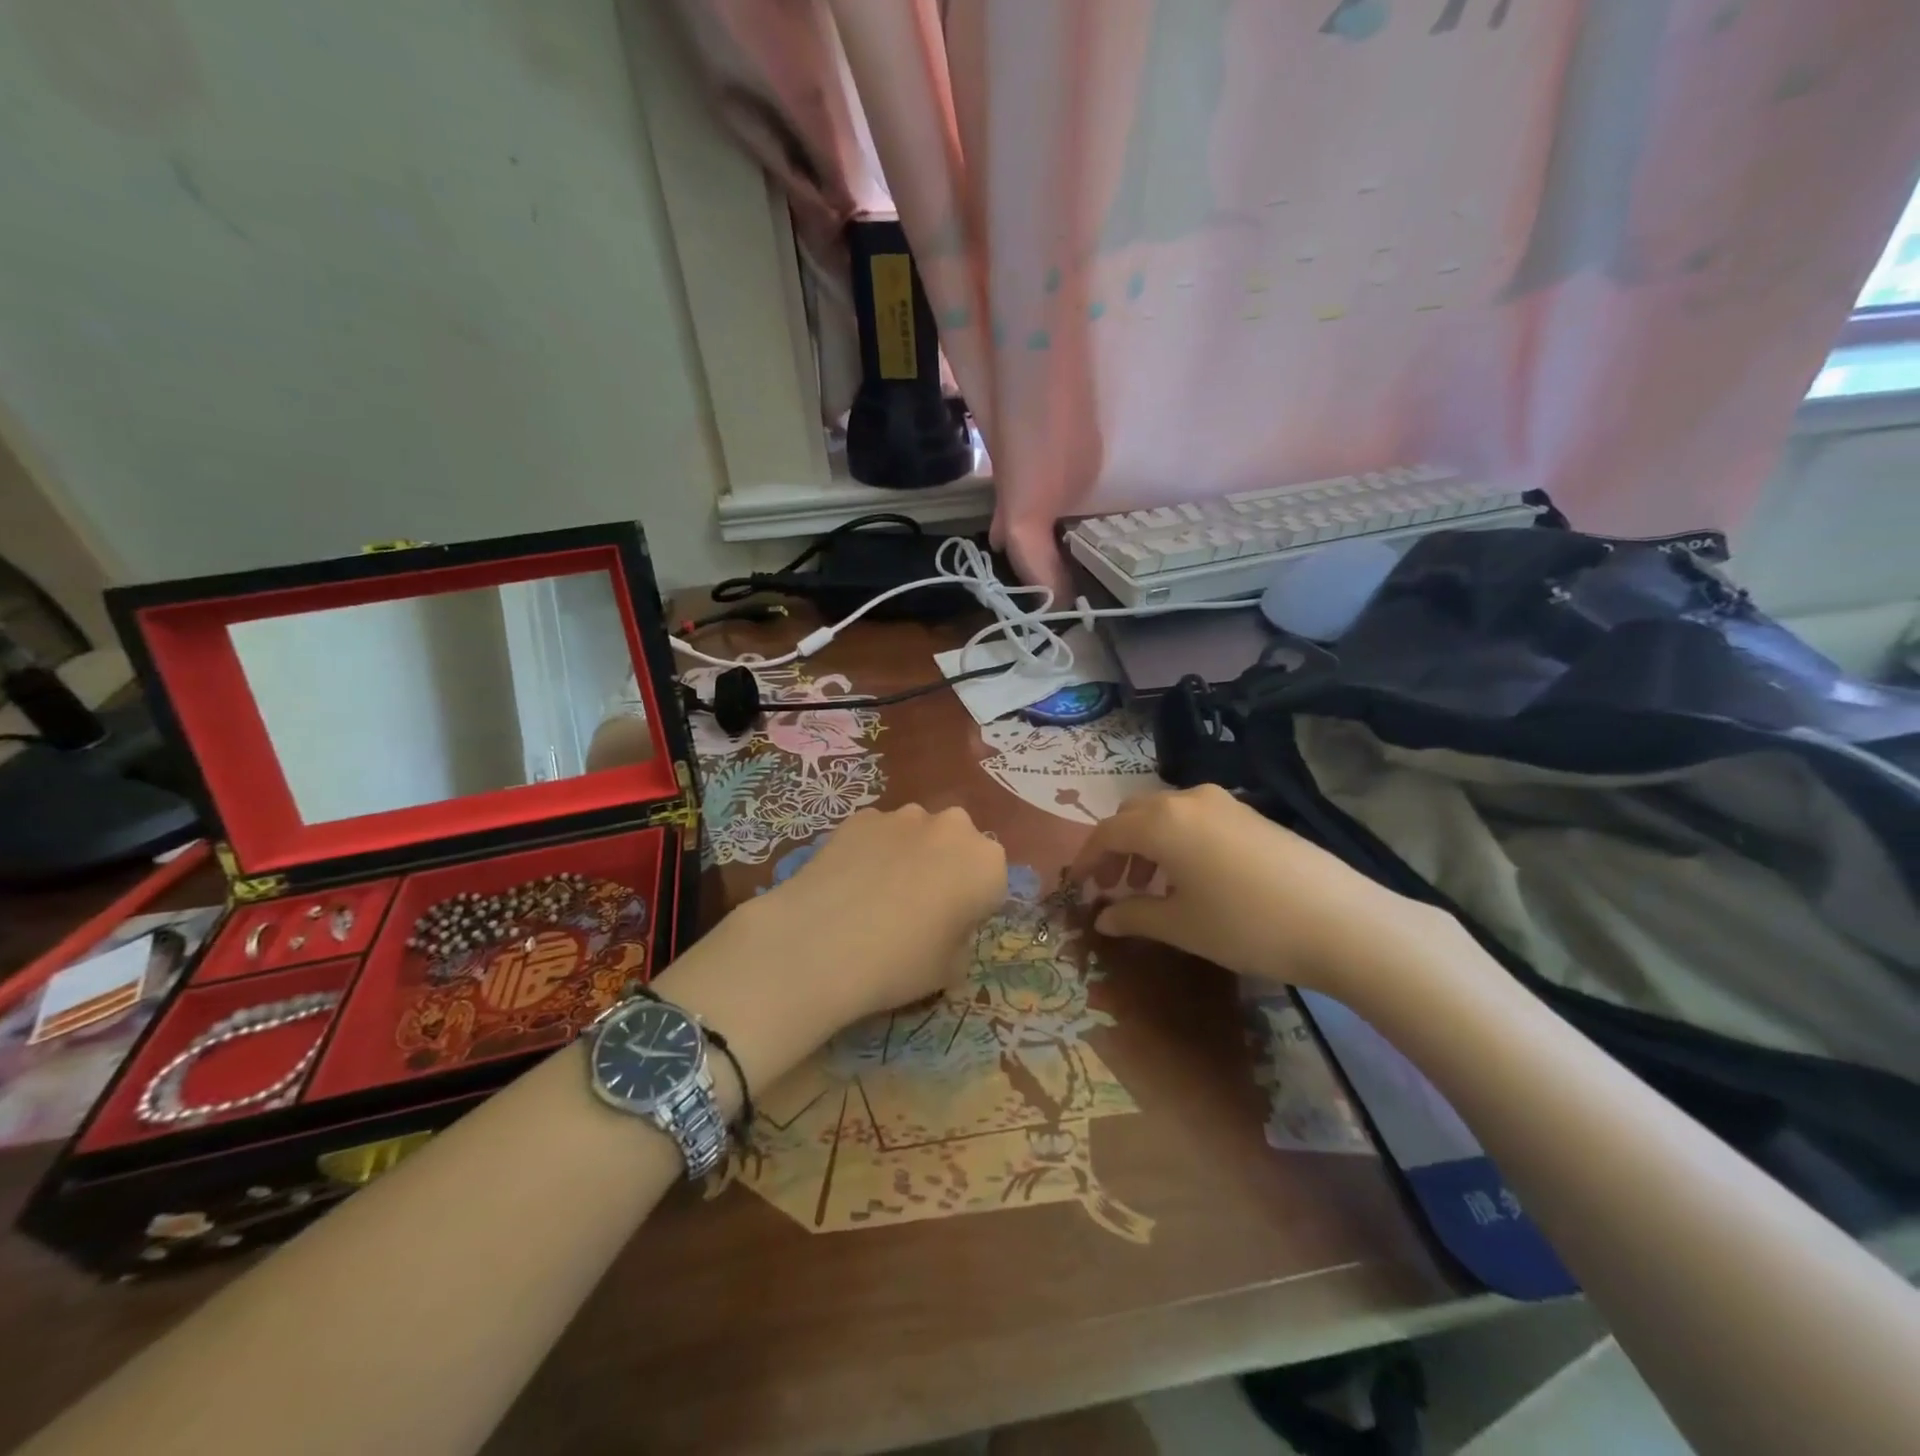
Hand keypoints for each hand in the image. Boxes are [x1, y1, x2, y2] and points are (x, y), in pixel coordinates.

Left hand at [745, 804, 1007, 1022]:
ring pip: (917, 834)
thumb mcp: (950, 971)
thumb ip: (960, 941)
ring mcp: (903, 815)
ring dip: (908, 856)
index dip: (972, 907)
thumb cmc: (901, 963)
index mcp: (986, 863)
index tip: (950, 929)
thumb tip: (946, 931)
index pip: (991, 883)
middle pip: (957, 846)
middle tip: (917, 908)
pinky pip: (878, 834)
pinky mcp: (860, 816)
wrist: (821, 943)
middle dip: (944, 869)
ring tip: (876, 895)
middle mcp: (952, 827)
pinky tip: (849, 883)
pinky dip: (871, 851)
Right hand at [1067, 784, 1434, 992]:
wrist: (1340, 921)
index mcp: (1161, 822)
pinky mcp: (1249, 814)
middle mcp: (1186, 800)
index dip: (1085, 860)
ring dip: (1145, 844)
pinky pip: (1194, 818)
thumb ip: (1133, 916)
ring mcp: (1223, 802)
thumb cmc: (1245, 925)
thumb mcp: (1181, 926)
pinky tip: (1190, 877)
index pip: (1106, 832)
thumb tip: (1103, 917)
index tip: (1076, 888)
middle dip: (1114, 848)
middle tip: (1111, 887)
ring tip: (1149, 886)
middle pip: (1133, 815)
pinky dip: (1176, 840)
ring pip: (1164, 814)